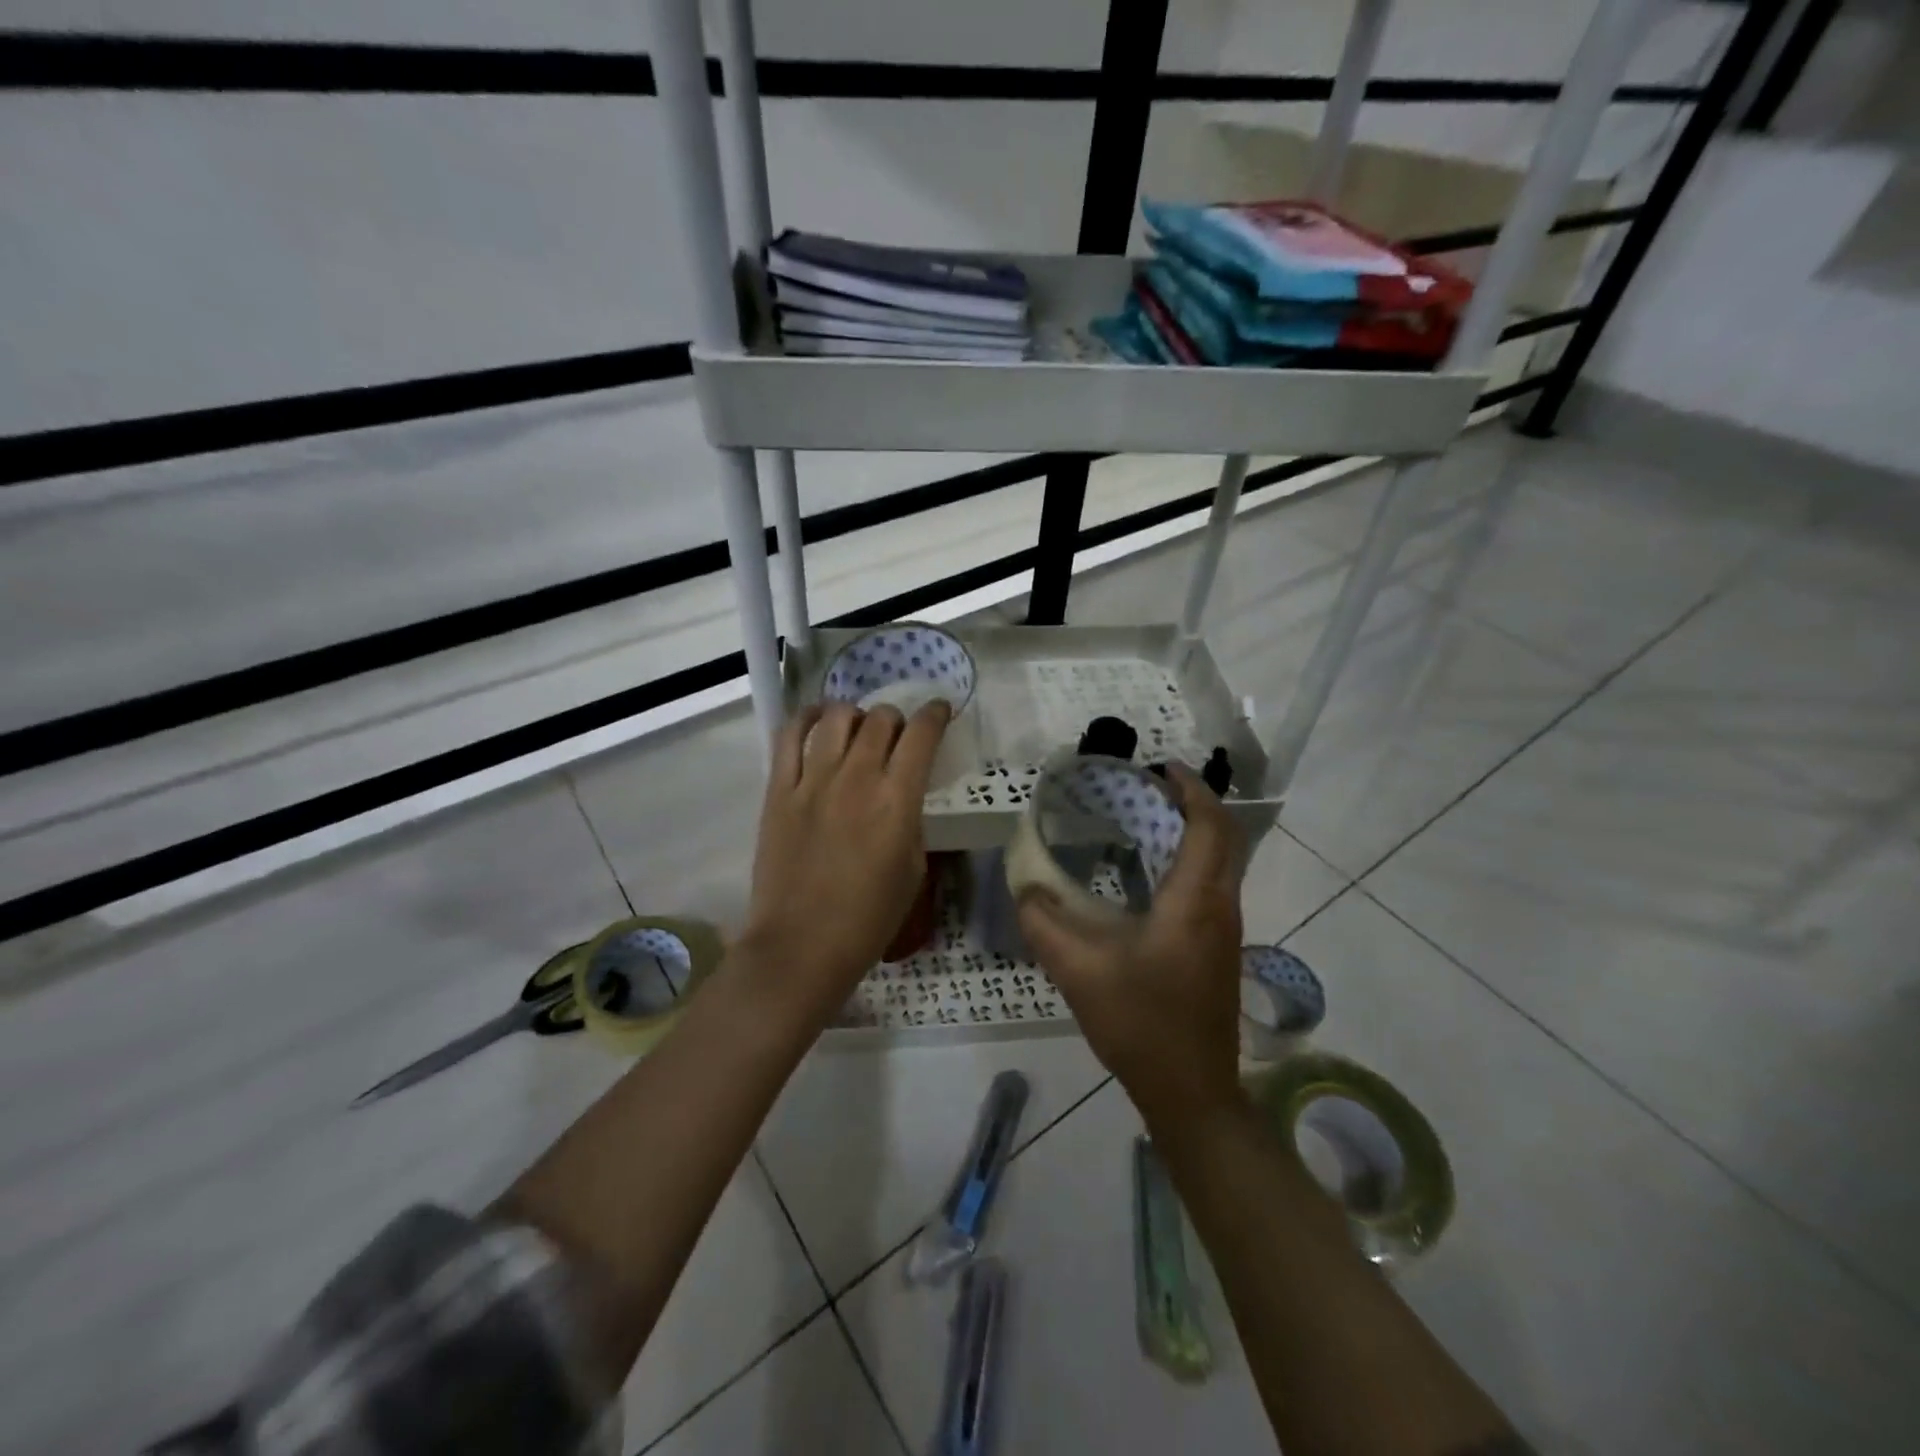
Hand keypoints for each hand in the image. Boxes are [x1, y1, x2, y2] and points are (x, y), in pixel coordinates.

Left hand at [740, 699, 951, 1024]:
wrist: (801, 946)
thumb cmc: (868, 919)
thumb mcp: (913, 872)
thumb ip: (911, 823)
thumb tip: (903, 796)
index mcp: (896, 801)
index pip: (921, 735)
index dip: (935, 714)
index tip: (940, 711)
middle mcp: (856, 778)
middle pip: (880, 719)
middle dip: (896, 718)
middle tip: (896, 735)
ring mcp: (813, 781)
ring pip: (837, 718)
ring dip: (856, 715)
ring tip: (857, 729)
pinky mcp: (778, 790)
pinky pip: (789, 736)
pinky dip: (807, 719)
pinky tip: (817, 721)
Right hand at [1017, 764, 1245, 1128]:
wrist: (1192, 1093)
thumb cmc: (1141, 1024)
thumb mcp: (1079, 971)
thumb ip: (1044, 923)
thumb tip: (1024, 887)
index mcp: (1194, 901)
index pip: (1209, 826)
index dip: (1192, 789)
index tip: (1162, 767)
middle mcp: (1220, 907)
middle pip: (1225, 837)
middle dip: (1195, 803)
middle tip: (1150, 789)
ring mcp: (1225, 931)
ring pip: (1223, 863)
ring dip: (1195, 832)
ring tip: (1147, 821)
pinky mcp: (1219, 950)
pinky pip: (1213, 886)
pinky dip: (1191, 861)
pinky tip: (1149, 876)